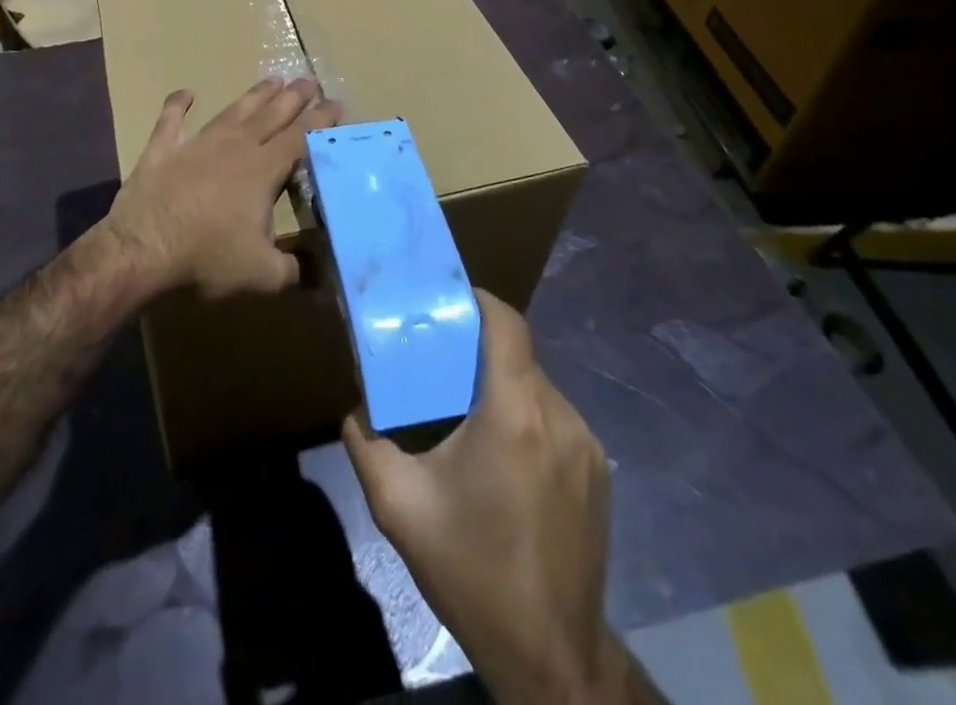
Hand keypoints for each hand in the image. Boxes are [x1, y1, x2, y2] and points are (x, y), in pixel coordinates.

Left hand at [104, 78, 339, 298]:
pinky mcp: (162, 149)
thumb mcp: (263, 275)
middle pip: (271, 115)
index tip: (336, 103)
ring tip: (273, 80)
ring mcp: (196, 144)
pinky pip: (171, 120)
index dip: (320, 120)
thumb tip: (320, 276)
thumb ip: (295, 270)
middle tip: (310, 80)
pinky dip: (178, 104)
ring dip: (254, 95)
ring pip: (233, 111)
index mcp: (262, 170)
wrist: (142, 250)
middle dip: (294, 98)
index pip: (300, 138)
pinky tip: (186, 92)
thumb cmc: (207, 259)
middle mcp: (234, 147)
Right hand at [343, 293, 616, 704]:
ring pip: (537, 385)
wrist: (550, 656)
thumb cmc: (471, 571)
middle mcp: (558, 417)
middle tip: (440, 358)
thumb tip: (355, 406)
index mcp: (514, 414)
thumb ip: (366, 441)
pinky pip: (556, 418)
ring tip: (467, 408)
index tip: (445, 299)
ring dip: (503, 384)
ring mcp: (587, 445)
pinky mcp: (600, 471)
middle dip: (479, 346)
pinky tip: (503, 453)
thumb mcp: (398, 506)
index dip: (478, 299)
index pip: (506, 323)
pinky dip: (527, 415)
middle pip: (518, 353)